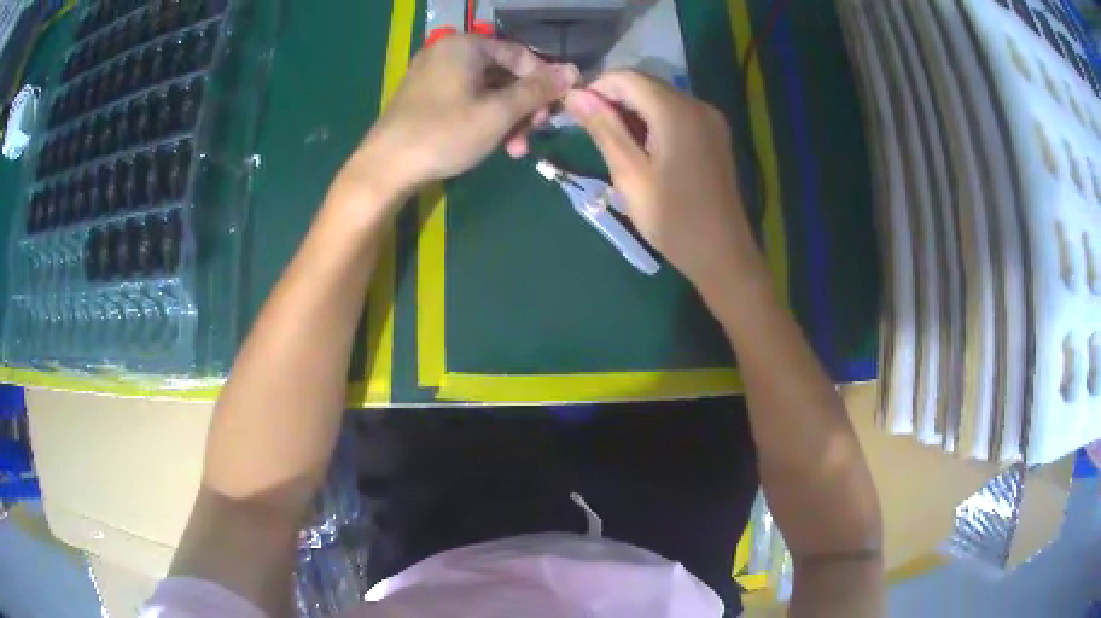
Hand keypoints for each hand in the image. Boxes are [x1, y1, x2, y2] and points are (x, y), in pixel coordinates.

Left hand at [346, 35, 578, 200]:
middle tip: (535, 134)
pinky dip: (484, 118)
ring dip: (507, 118)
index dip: (544, 82)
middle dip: (524, 106)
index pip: (520, 54)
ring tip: (515, 149)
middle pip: (503, 73)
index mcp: (465, 46)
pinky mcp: (424, 97)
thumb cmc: (444, 134)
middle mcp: (448, 52)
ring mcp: (433, 75)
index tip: (555, 111)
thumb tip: (573, 70)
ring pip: (486, 90)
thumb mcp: (499, 113)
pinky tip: (493, 143)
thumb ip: (538, 90)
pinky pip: (466, 99)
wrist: (384, 168)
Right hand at [563, 71, 761, 290]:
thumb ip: (603, 128)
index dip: (595, 88)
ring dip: (631, 111)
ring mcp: (710, 119)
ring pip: (659, 97)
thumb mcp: (629, 173)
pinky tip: (641, 146)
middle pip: (645, 84)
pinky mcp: (714, 134)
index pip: (626, 77)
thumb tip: (575, 95)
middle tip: (589, 131)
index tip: (574, 114)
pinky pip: (676, 113)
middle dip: (613, 99)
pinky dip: (652, 120)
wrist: (722, 254)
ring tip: (612, 142)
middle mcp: (697, 104)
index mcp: (676, 111)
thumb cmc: (672, 218)